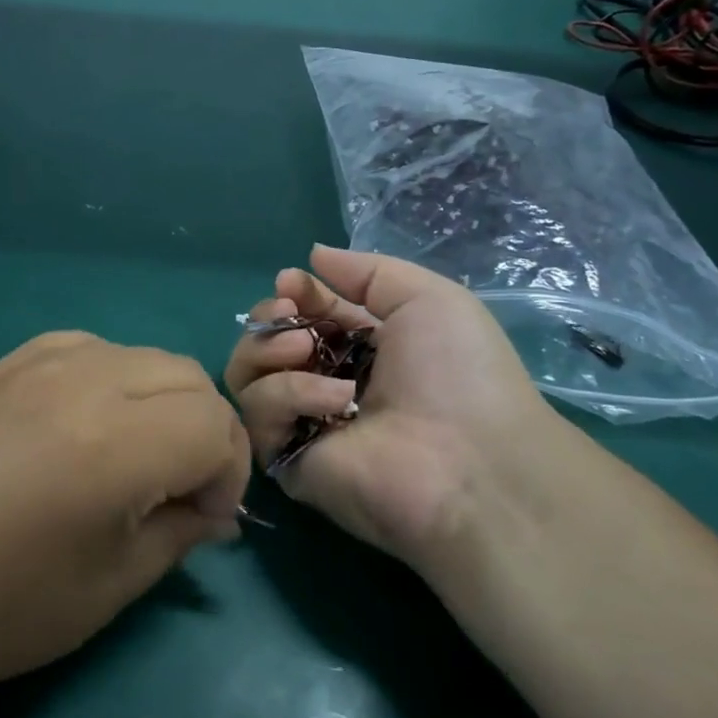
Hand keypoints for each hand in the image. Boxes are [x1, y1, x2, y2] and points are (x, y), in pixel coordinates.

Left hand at [0, 332, 249, 709]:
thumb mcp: (107, 588)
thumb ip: (177, 534)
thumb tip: (214, 509)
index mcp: (116, 442)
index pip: (215, 424)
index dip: (227, 473)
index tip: (202, 519)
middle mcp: (85, 381)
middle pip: (188, 376)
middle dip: (203, 432)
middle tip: (176, 490)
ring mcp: (41, 361)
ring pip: (143, 356)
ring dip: (160, 402)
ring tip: (130, 458)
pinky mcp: (9, 360)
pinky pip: (91, 349)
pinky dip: (113, 380)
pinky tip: (83, 427)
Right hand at [225, 244, 556, 568]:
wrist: (469, 459)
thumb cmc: (457, 372)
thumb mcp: (427, 297)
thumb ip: (366, 271)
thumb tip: (311, 257)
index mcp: (362, 348)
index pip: (304, 315)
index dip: (293, 294)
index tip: (291, 283)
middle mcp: (327, 382)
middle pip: (265, 342)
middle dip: (269, 318)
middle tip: (290, 315)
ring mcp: (303, 422)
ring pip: (247, 376)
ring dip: (269, 350)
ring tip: (304, 350)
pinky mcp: (287, 460)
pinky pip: (257, 416)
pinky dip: (287, 395)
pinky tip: (332, 401)